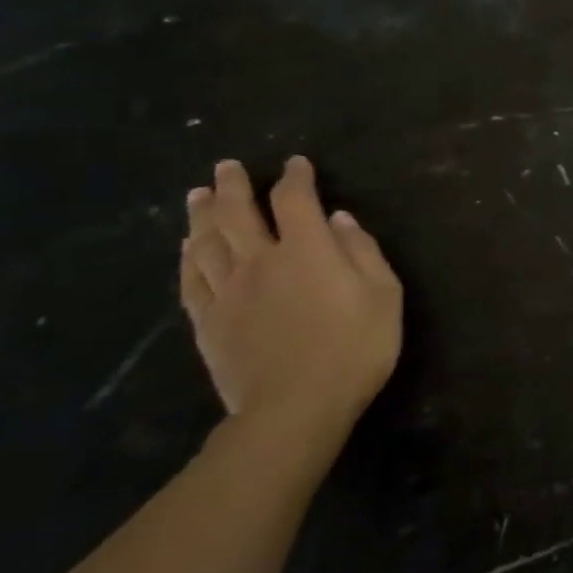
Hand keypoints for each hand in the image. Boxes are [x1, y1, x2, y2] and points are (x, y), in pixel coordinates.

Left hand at [180, 157, 401, 444]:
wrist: (295, 408)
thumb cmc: (355, 348)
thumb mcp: (384, 296)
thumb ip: (362, 252)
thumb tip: (339, 220)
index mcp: (308, 251)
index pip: (295, 200)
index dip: (295, 178)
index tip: (296, 164)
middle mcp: (260, 261)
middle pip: (237, 213)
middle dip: (233, 185)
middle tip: (227, 167)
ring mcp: (228, 292)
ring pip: (206, 242)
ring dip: (202, 214)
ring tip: (198, 195)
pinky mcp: (207, 321)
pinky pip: (191, 279)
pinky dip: (188, 257)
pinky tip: (188, 248)